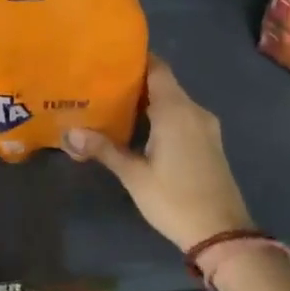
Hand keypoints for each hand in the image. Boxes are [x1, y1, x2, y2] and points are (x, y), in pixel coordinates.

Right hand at [63, 56, 253, 251]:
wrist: (221, 234)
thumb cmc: (174, 200)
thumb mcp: (134, 175)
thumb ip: (103, 149)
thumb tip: (68, 132)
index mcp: (176, 110)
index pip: (157, 68)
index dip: (135, 58)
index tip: (109, 56)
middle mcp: (194, 110)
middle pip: (164, 83)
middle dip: (135, 81)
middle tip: (101, 82)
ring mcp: (206, 127)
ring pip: (174, 102)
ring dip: (148, 100)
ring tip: (114, 103)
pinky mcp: (209, 143)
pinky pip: (182, 117)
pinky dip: (162, 116)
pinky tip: (140, 128)